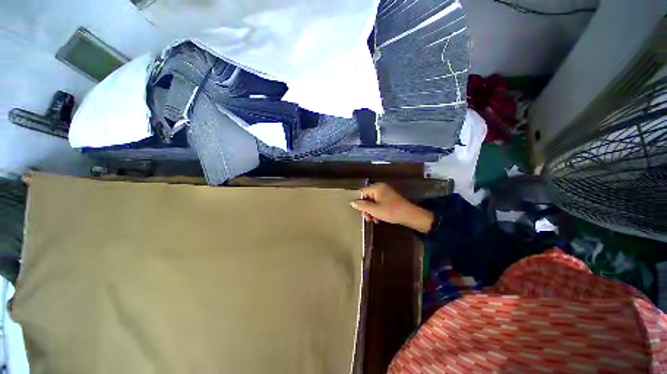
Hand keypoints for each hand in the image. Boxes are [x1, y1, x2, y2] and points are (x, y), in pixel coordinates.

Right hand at [350, 183, 433, 232]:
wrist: (410, 216)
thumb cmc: (391, 211)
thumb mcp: (374, 210)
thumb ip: (362, 205)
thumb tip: (351, 202)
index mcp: (377, 188)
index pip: (362, 192)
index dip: (358, 201)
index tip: (357, 211)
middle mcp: (381, 188)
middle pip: (367, 197)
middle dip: (365, 208)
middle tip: (366, 218)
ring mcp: (386, 193)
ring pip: (373, 201)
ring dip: (371, 211)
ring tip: (372, 220)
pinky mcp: (390, 199)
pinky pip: (379, 203)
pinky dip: (377, 211)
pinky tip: (378, 219)